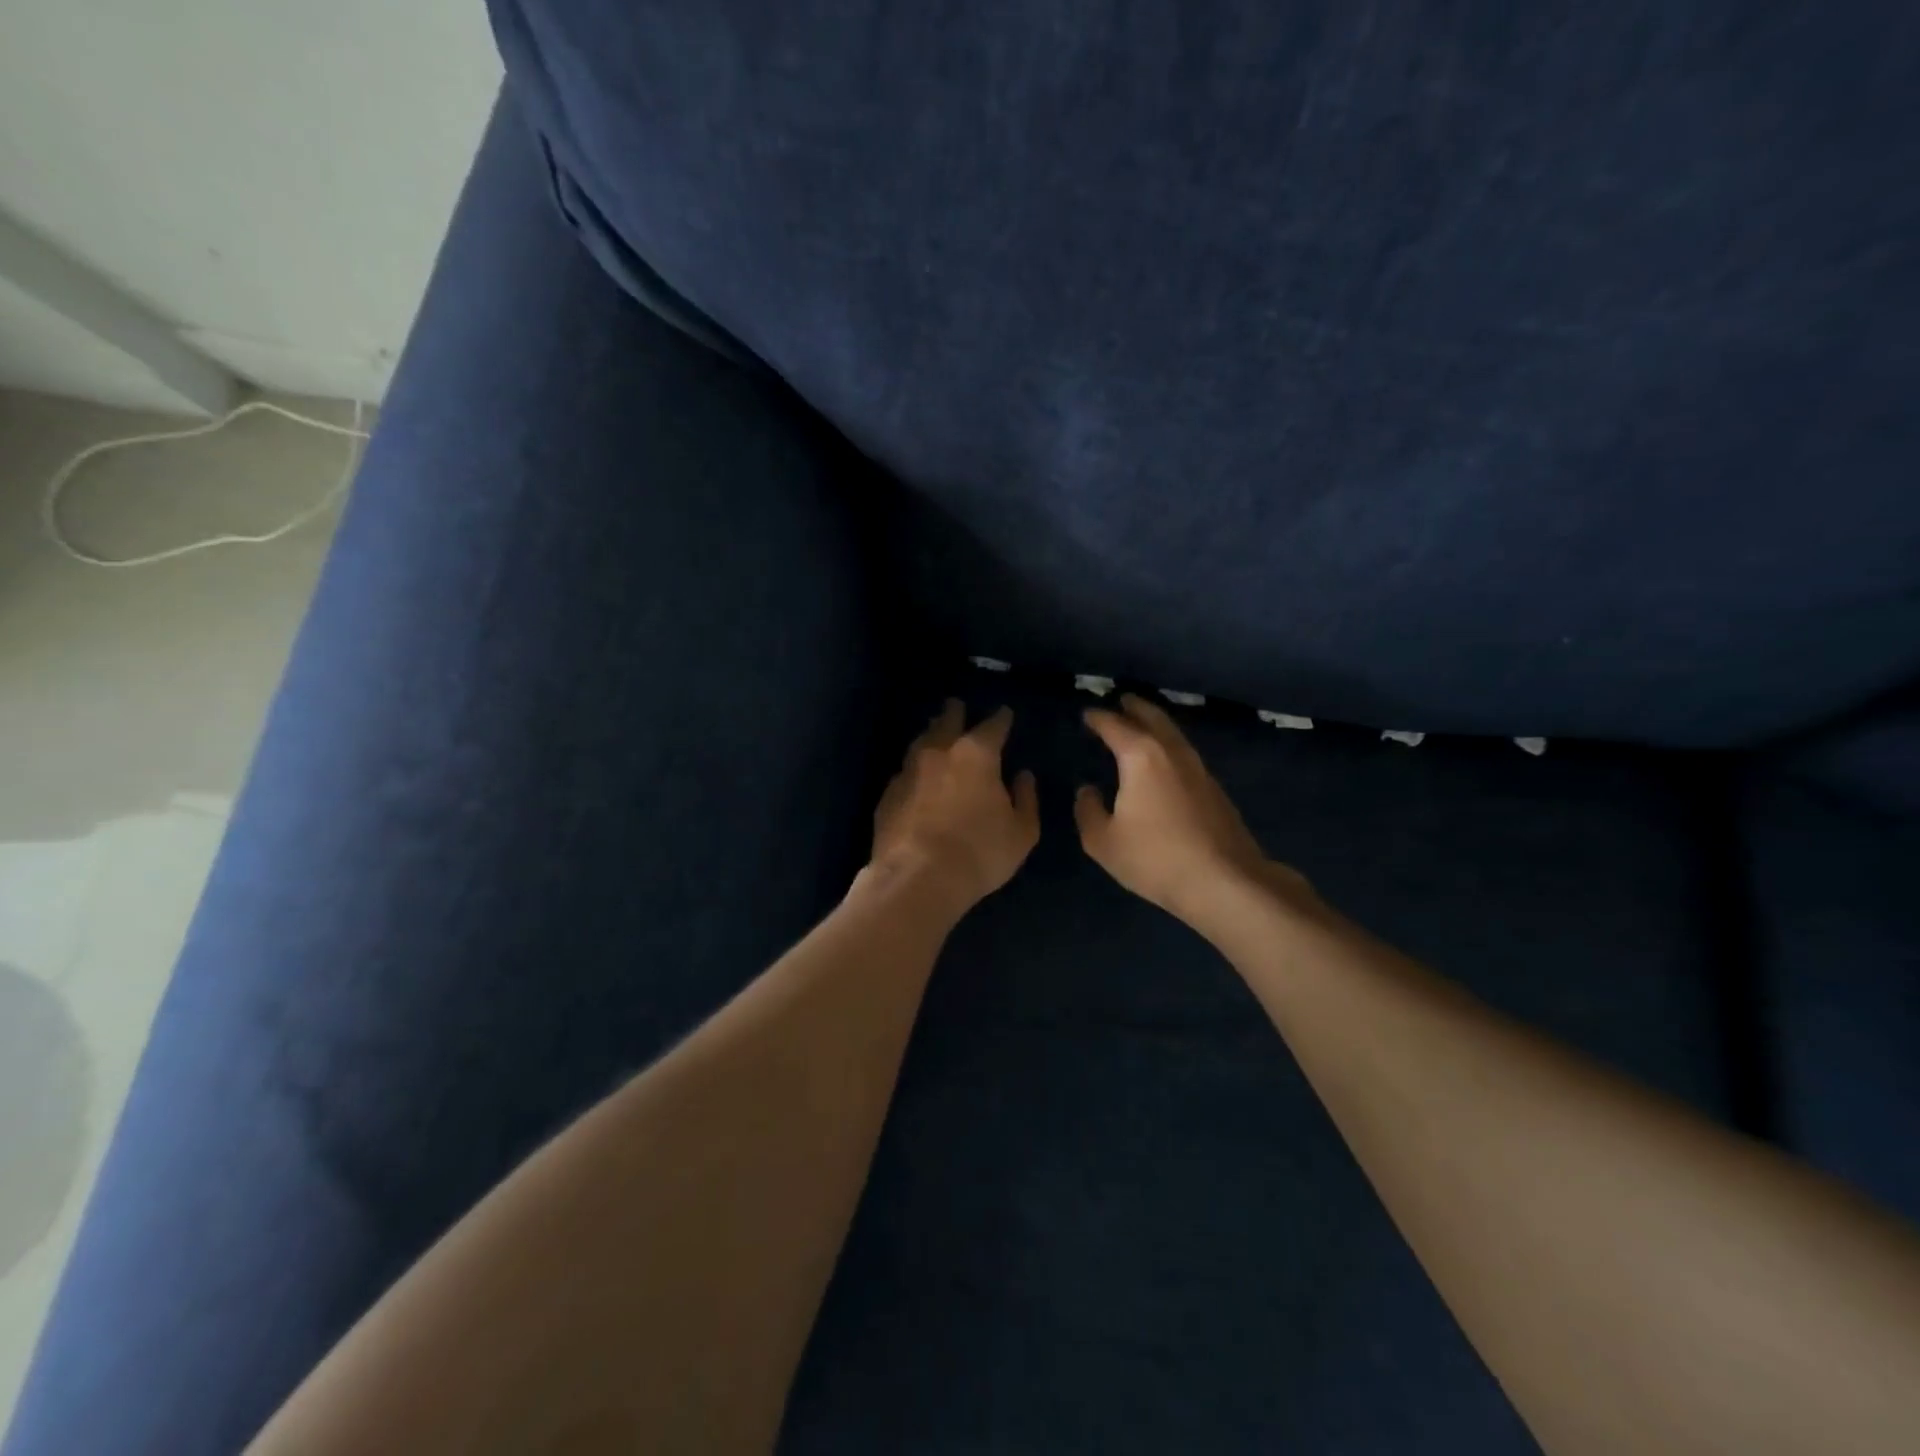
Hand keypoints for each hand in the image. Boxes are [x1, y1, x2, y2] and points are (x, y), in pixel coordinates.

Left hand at [871, 700, 1039, 911]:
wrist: (917, 878)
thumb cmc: (980, 853)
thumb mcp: (1021, 832)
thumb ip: (1025, 799)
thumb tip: (1023, 776)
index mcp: (976, 755)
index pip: (992, 726)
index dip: (1001, 718)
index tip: (1005, 713)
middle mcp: (939, 753)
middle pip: (947, 722)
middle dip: (955, 712)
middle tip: (957, 705)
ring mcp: (908, 771)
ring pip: (921, 742)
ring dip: (931, 734)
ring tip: (935, 732)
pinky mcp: (888, 795)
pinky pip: (904, 771)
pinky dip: (914, 768)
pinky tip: (916, 775)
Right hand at [1076, 694, 1317, 922]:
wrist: (1224, 882)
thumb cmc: (1155, 858)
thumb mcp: (1103, 841)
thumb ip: (1089, 811)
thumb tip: (1088, 790)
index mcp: (1141, 757)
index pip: (1115, 726)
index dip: (1099, 718)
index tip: (1088, 714)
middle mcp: (1172, 753)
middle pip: (1153, 718)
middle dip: (1135, 707)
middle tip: (1122, 700)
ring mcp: (1200, 769)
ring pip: (1174, 734)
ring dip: (1157, 724)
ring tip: (1143, 725)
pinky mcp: (1216, 790)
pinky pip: (1186, 755)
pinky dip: (1170, 747)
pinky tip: (1166, 762)